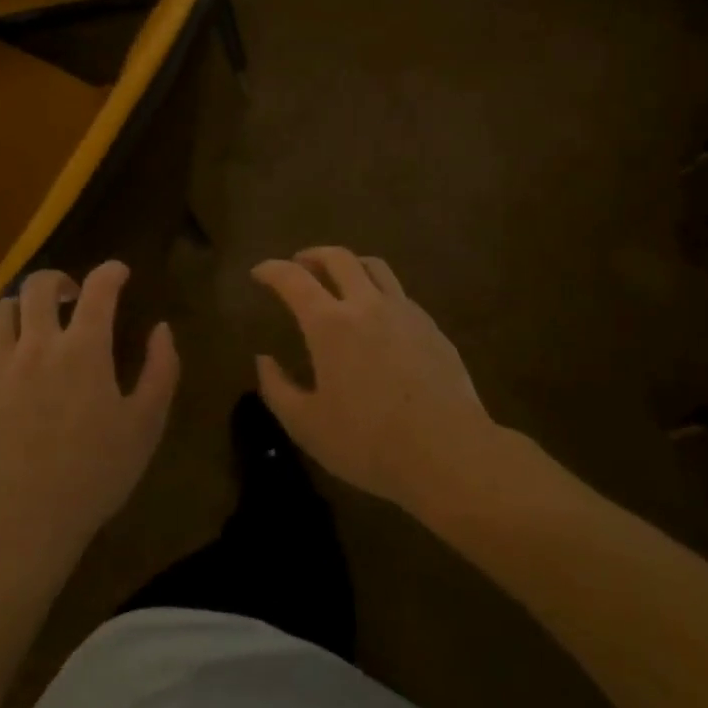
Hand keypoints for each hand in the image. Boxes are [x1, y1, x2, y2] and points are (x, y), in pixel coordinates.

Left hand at [0, 261, 178, 570]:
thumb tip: (161, 329)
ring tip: (39, 321)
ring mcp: (3, 367)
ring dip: (24, 305)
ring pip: (3, 310)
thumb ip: (161, 369)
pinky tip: (12, 358)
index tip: (120, 274)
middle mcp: (39, 345)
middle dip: (60, 279)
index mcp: (84, 349)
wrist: (28, 520)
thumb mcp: (147, 424)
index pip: (98, 288)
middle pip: (39, 285)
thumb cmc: (97, 472)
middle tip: (74, 295)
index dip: (111, 272)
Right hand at [252, 247, 494, 511]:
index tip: (259, 272)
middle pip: (338, 258)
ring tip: (339, 279)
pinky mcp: (431, 327)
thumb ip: (277, 388)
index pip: (293, 279)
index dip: (272, 270)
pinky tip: (377, 315)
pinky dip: (377, 290)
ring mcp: (404, 312)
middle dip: (312, 255)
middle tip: (299, 264)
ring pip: (374, 266)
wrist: (448, 453)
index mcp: (329, 324)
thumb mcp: (306, 425)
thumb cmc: (368, 442)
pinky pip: (398, 292)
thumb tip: (263, 359)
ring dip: (349, 264)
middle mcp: (366, 305)